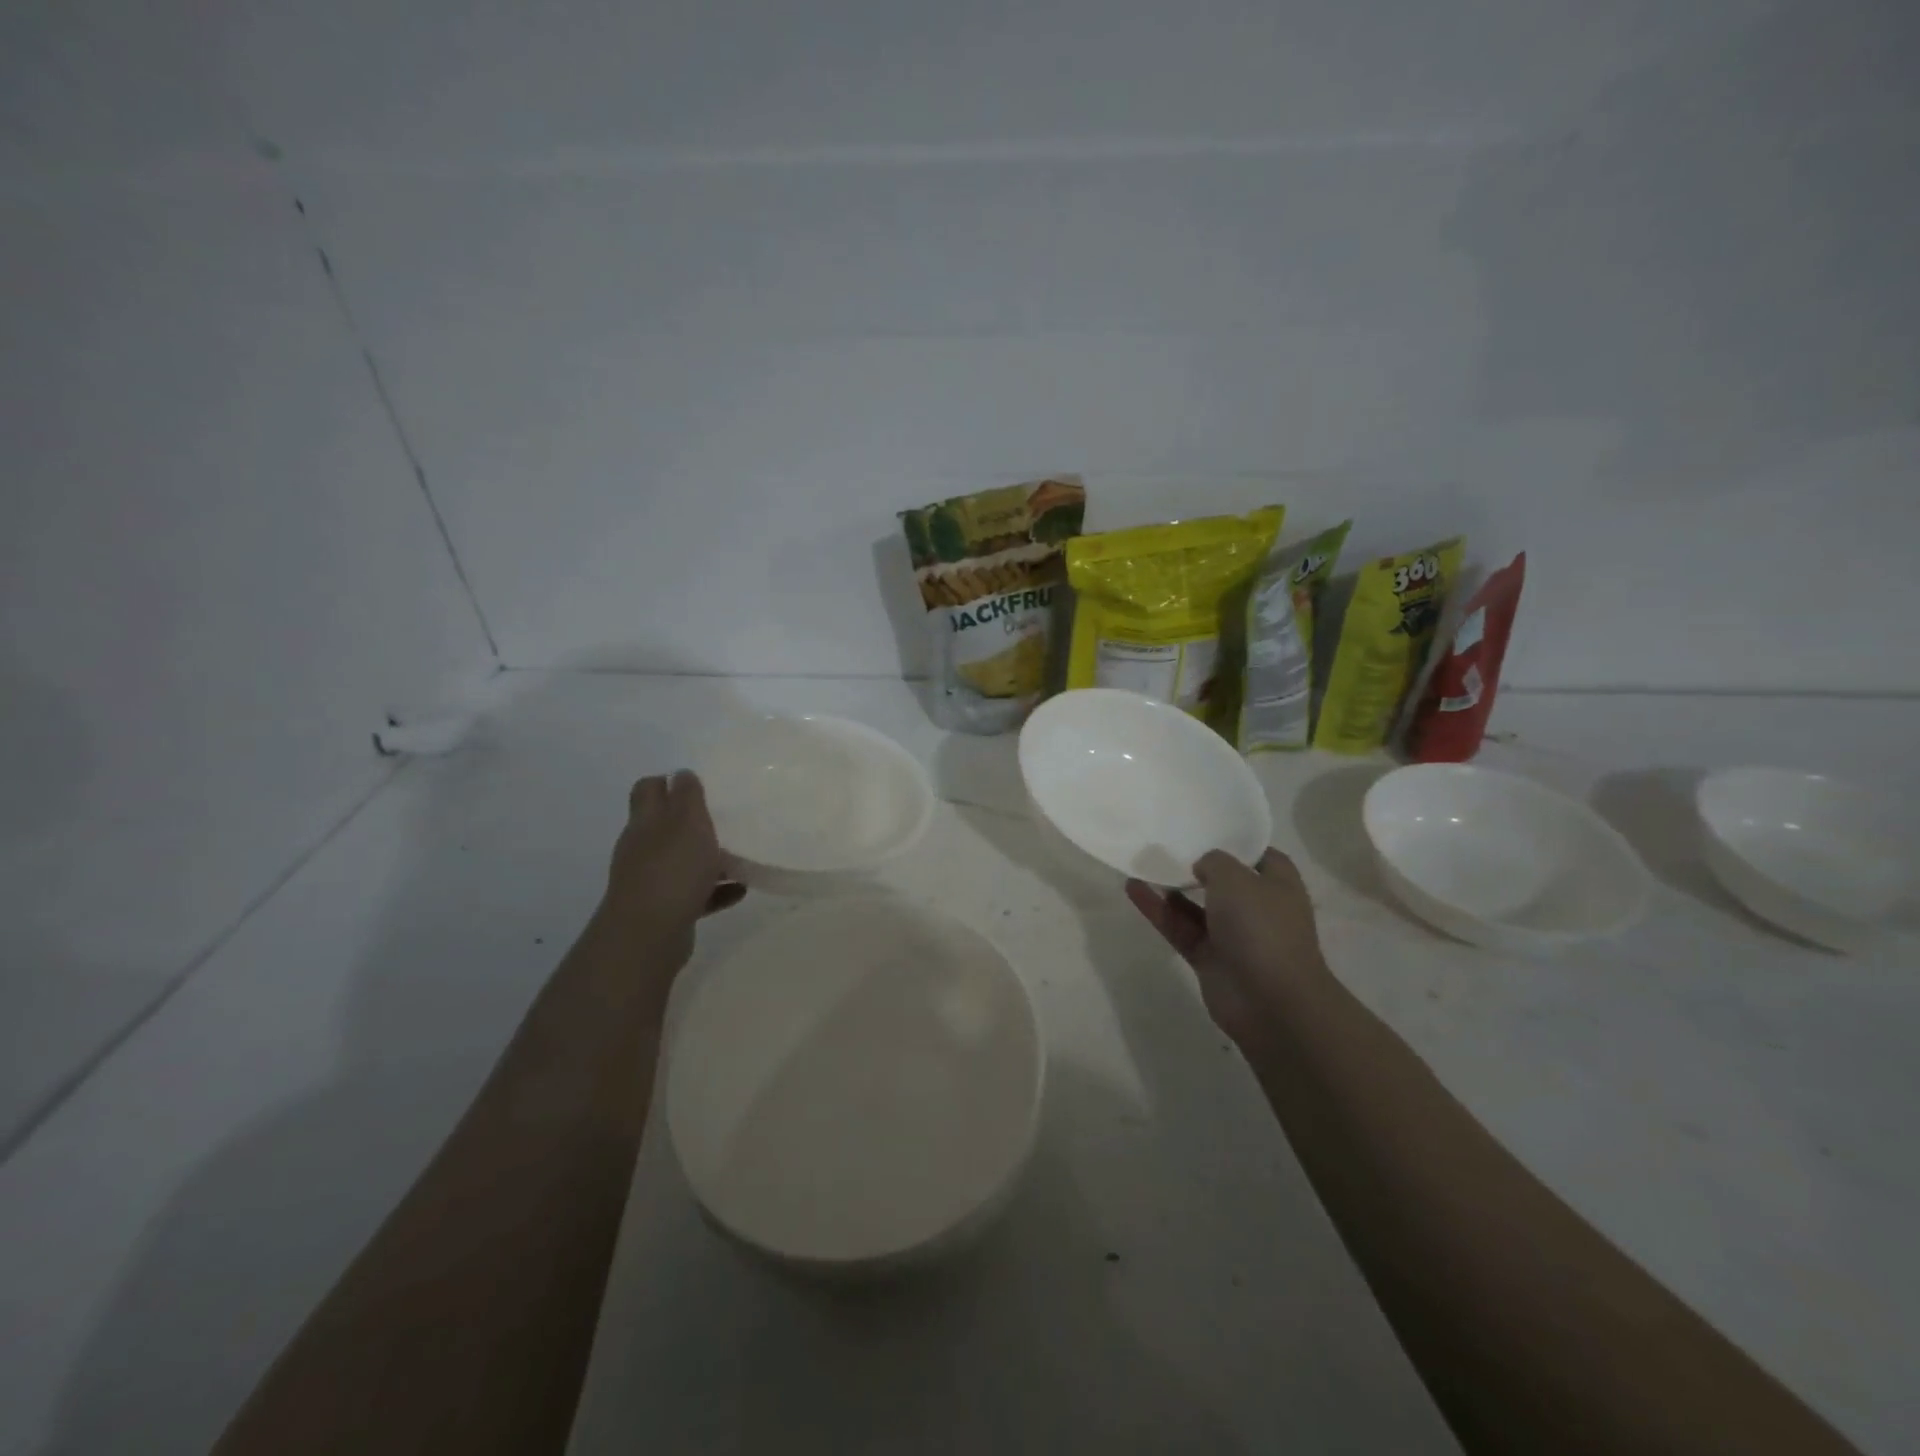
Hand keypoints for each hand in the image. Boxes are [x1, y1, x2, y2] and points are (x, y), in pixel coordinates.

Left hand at [601, 771, 744, 966]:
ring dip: (707, 858)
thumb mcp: (687, 822)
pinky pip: (694, 894)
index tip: (698, 785)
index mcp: (645, 822)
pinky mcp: (665, 910)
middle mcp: (642, 849)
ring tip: (740, 857)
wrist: (649, 936)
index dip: (668, 782)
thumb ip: (687, 796)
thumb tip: (682, 774)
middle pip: (665, 826)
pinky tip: (740, 890)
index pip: (648, 790)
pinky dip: (715, 890)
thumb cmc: (672, 870)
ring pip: (681, 861)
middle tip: (725, 819)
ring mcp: (651, 881)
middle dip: (692, 822)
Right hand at [1126, 849, 1328, 1051]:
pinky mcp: (1209, 958)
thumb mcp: (1236, 877)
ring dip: (1171, 887)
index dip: (1236, 842)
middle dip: (1197, 865)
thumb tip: (1202, 866)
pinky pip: (1179, 927)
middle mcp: (1257, 908)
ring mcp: (1232, 935)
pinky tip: (1132, 888)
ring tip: (1142, 862)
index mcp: (1278, 885)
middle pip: (1224, 881)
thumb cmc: (1261, 927)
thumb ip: (1214, 861)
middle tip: (1166, 842)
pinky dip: (1158, 910)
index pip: (1259, 855)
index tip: (1205, 827)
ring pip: (1196, 906)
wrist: (1270, 1001)